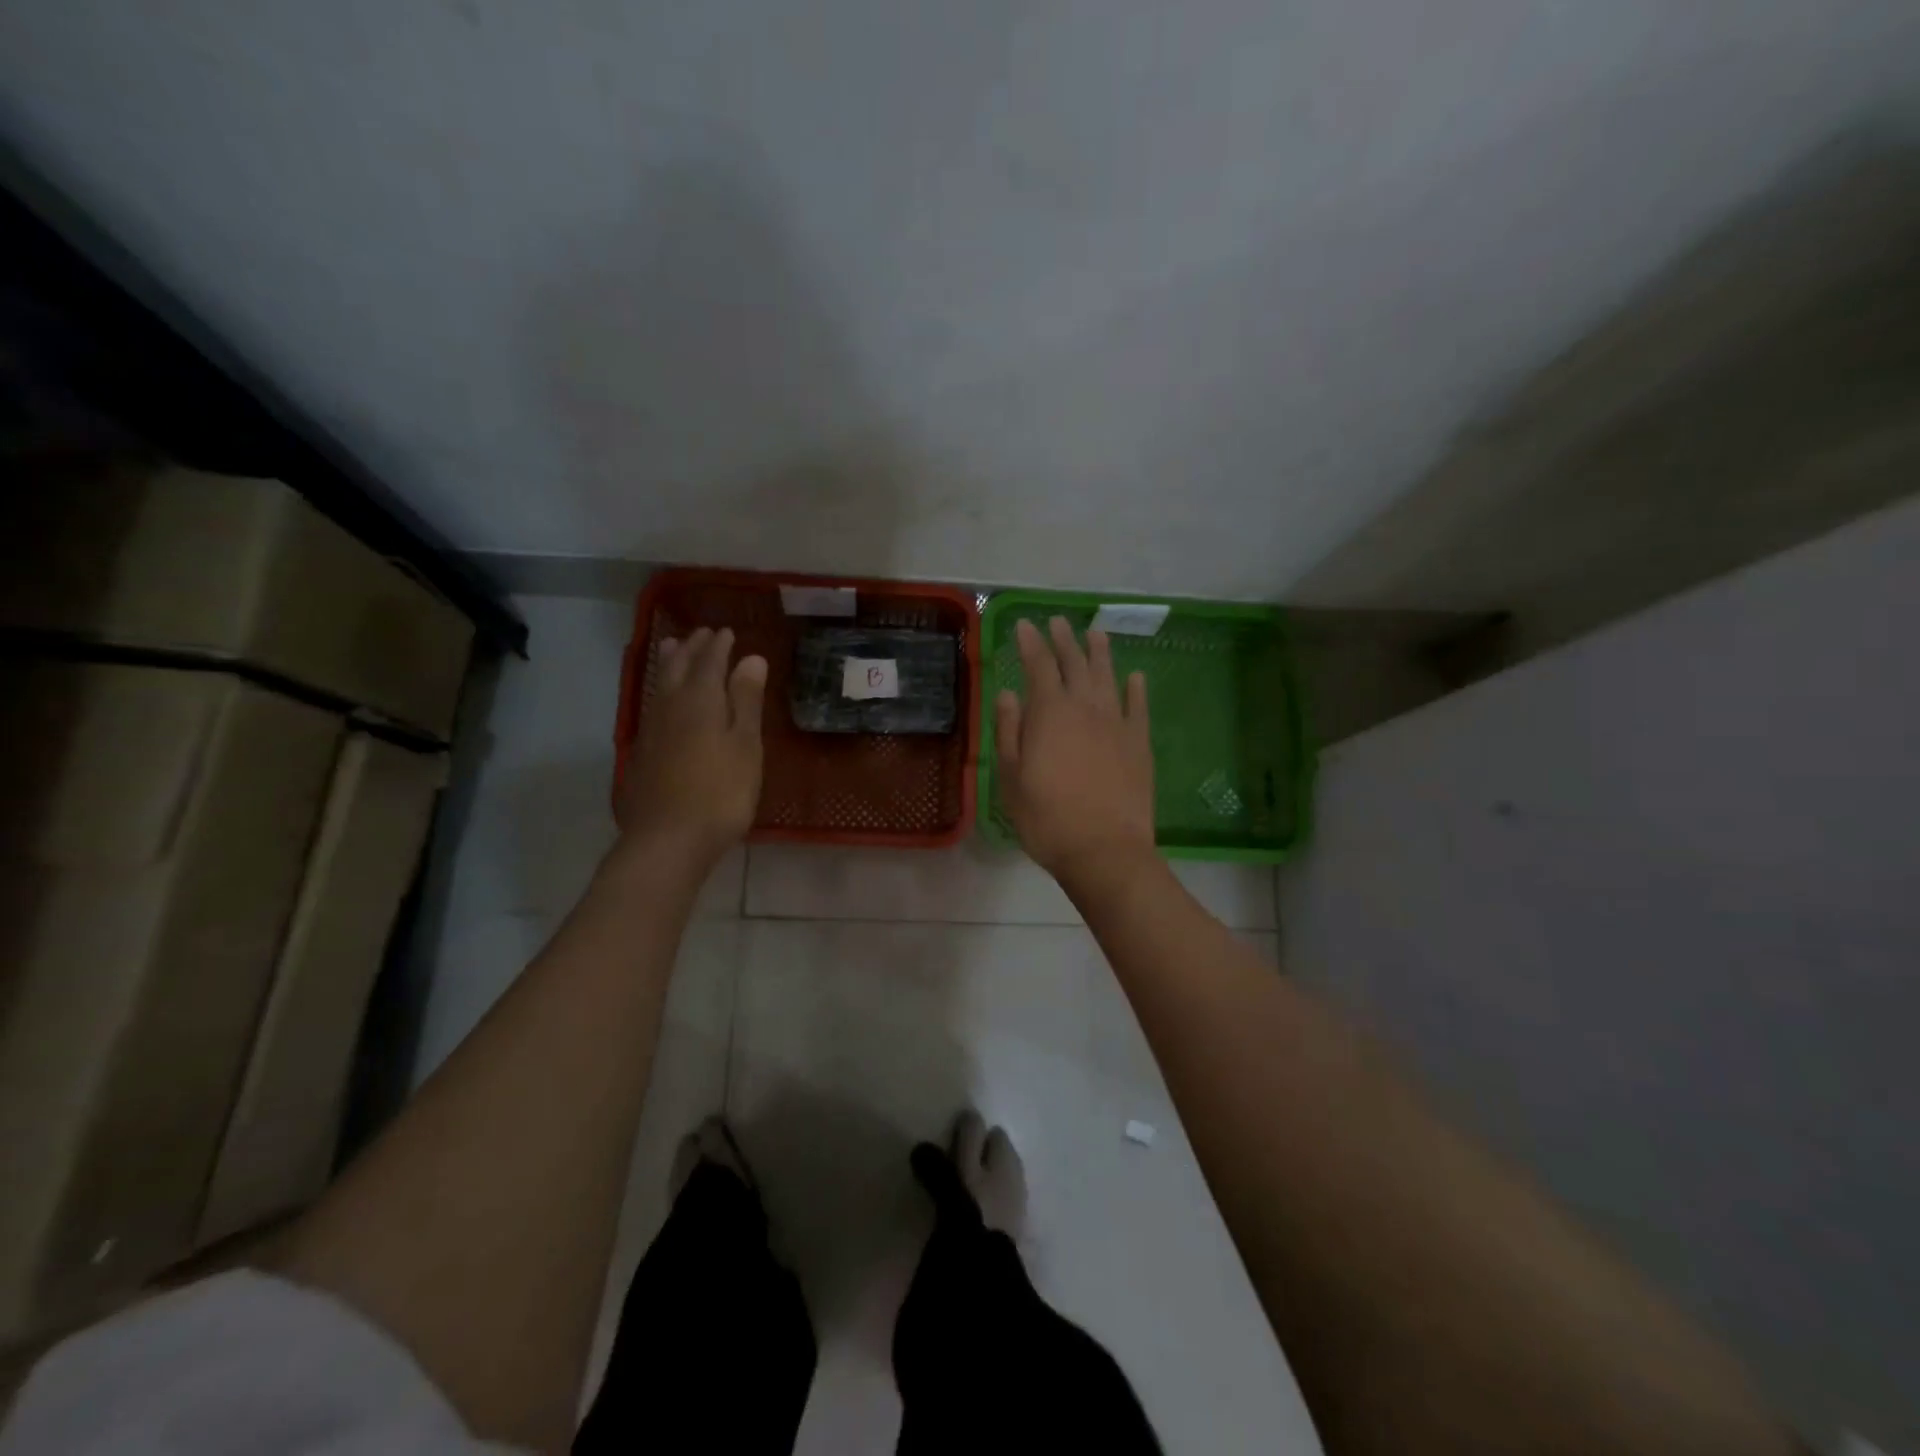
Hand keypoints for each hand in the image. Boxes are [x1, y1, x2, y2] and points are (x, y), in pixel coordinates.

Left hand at [616, 626, 766, 867]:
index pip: (709, 662)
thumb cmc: (721, 792)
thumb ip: (746, 701)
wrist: (668, 839)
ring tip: (672, 647)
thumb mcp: (746, 745)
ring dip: (669, 662)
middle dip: (692, 648)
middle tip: (702, 633)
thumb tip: (751, 658)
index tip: (728, 632)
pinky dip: (660, 690)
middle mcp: (670, 707)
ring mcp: (651, 731)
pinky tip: (662, 700)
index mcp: (700, 700)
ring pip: (659, 684)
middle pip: (678, 667)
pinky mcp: (642, 753)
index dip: (719, 646)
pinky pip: (652, 705)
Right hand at [994, 617, 1155, 884]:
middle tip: (1057, 622)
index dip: (1030, 642)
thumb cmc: (1046, 818)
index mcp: (1050, 713)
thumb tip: (1009, 693)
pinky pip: (1139, 707)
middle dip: (1064, 640)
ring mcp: (1117, 723)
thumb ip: (1009, 730)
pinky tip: (1135, 677)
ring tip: (1095, 633)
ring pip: (1108, 677)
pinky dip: (1136, 689)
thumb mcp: (1011, 777)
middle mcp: (1085, 707)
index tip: (1024, 624)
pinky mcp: (1140, 743)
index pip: (1038, 665)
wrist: (1104, 849)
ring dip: (1100, 653)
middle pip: (1074, 664)